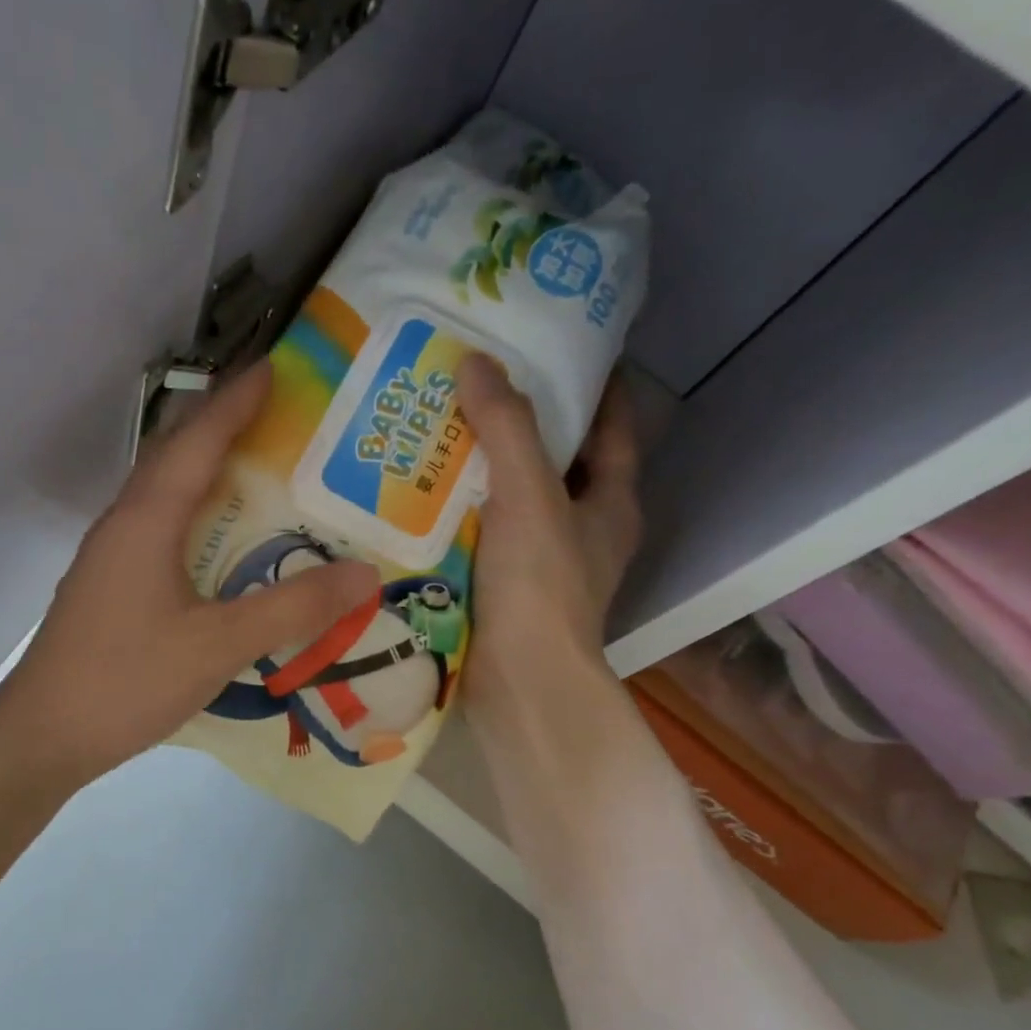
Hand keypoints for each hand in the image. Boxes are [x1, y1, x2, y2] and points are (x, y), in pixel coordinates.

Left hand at [0, 361, 379, 788]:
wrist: (44, 735)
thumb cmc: (127, 680)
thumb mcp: (219, 646)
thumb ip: (292, 609)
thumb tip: (366, 575)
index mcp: (147, 520)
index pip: (197, 440)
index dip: (237, 401)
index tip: (277, 367)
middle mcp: (124, 524)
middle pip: (174, 456)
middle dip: (222, 426)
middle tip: (278, 416)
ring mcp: (110, 557)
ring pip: (163, 495)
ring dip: (205, 472)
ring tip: (257, 471)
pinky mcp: (108, 587)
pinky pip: (157, 530)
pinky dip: (193, 516)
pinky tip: (218, 543)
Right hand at [456, 355, 643, 736]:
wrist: (517, 683)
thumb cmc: (539, 586)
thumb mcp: (530, 496)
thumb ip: (506, 428)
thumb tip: (476, 361)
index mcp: (610, 503)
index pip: (613, 426)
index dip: (594, 385)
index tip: (559, 346)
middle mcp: (581, 530)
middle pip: (556, 461)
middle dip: (523, 423)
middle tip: (476, 383)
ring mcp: (540, 564)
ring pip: (512, 499)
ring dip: (481, 469)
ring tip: (437, 428)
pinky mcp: (501, 589)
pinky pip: (479, 534)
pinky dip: (457, 512)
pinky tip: (418, 493)